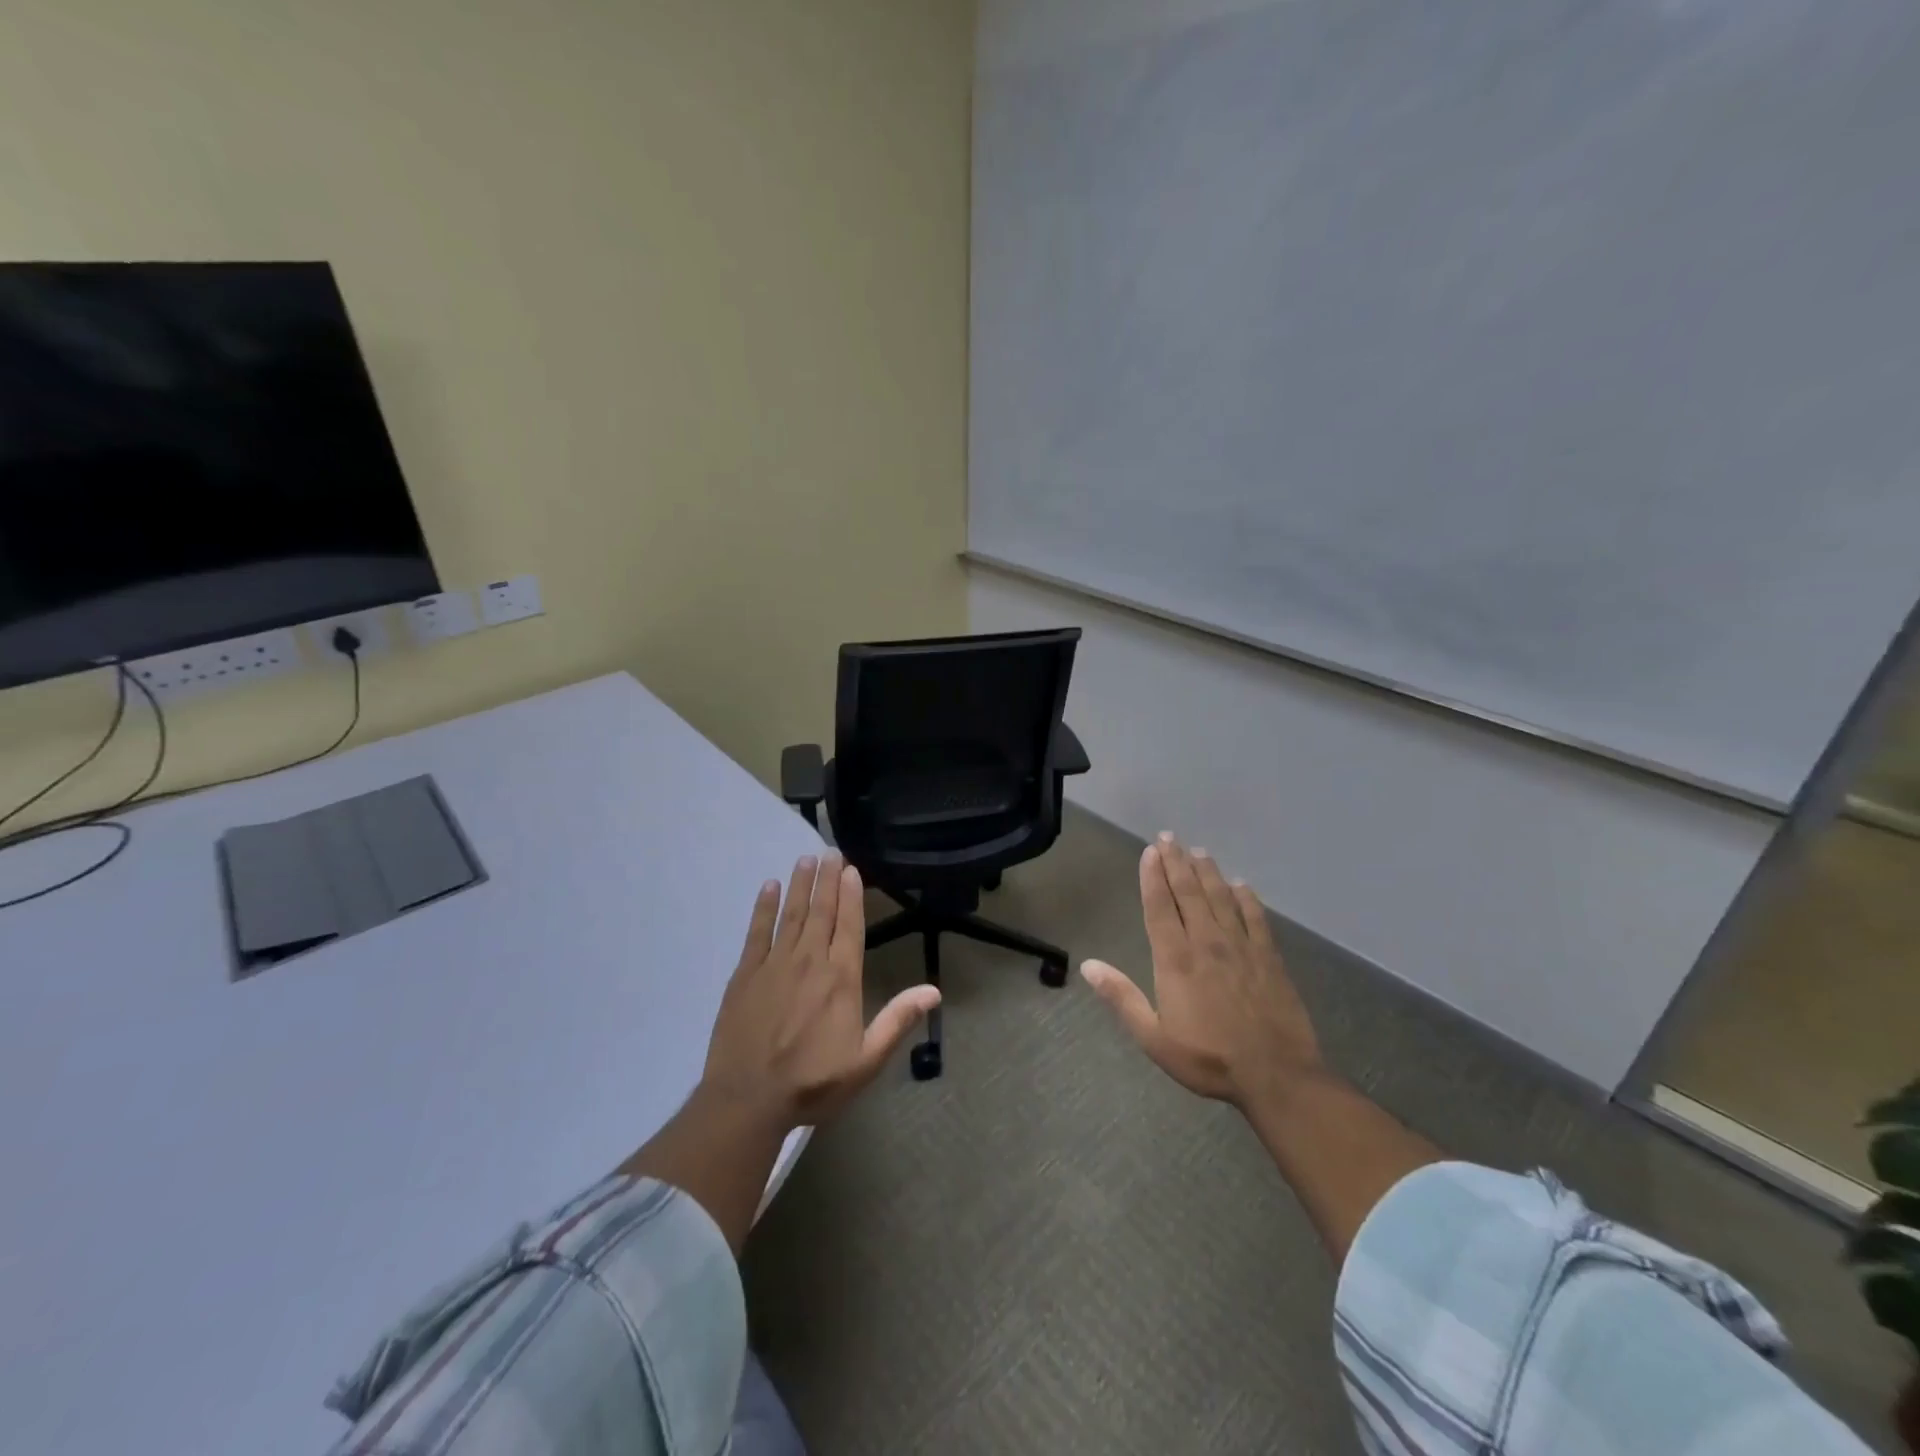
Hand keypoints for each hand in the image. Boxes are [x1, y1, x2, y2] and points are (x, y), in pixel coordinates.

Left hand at [701, 853, 939, 1131]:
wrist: (748, 1100)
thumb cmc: (813, 1082)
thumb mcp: (866, 1060)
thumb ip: (897, 1020)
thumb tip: (934, 991)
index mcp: (841, 979)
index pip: (849, 925)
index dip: (852, 895)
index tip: (852, 870)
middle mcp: (809, 961)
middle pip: (821, 911)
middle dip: (828, 880)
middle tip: (831, 852)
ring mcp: (774, 964)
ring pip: (791, 914)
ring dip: (800, 885)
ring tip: (806, 859)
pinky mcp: (745, 975)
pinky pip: (757, 931)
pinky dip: (764, 907)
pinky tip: (769, 888)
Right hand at [1082, 833, 1322, 1108]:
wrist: (1277, 1076)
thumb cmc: (1209, 1059)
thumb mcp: (1154, 1037)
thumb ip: (1122, 998)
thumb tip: (1087, 965)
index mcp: (1176, 959)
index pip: (1159, 906)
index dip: (1152, 877)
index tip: (1149, 852)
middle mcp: (1207, 942)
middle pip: (1189, 892)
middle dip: (1176, 863)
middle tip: (1168, 837)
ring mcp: (1241, 947)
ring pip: (1221, 897)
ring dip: (1207, 872)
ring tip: (1198, 851)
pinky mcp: (1269, 957)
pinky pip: (1256, 917)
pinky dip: (1247, 898)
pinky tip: (1241, 885)